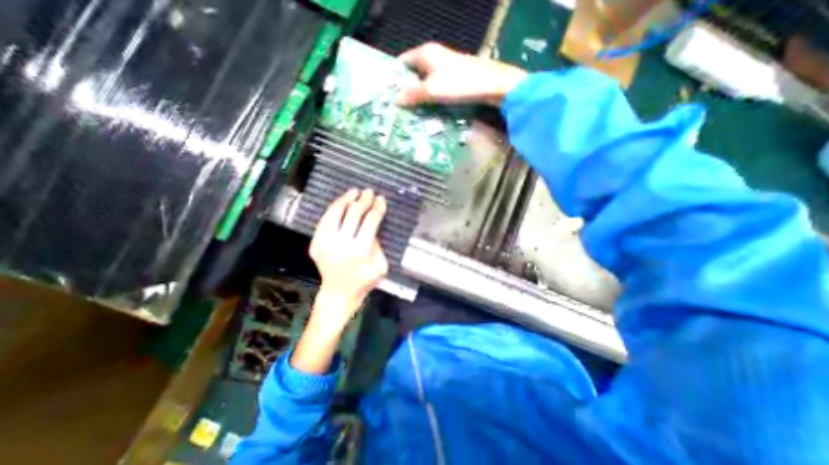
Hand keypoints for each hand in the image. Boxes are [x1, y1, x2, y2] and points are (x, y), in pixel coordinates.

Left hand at [290, 188, 388, 372]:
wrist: (338, 293)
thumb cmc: (364, 281)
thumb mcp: (381, 265)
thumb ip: (378, 244)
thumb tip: (372, 225)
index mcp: (361, 251)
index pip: (370, 221)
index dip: (377, 208)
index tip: (381, 199)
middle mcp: (341, 244)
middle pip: (354, 214)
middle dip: (364, 200)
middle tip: (369, 192)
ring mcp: (325, 243)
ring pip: (336, 213)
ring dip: (346, 199)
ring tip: (354, 191)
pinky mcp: (315, 243)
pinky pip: (325, 220)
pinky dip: (333, 208)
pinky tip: (341, 202)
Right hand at [399, 43, 527, 104]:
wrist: (492, 85)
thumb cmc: (460, 84)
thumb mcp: (432, 90)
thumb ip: (413, 93)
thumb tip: (395, 99)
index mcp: (426, 53)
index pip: (403, 61)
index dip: (395, 76)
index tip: (388, 93)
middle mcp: (435, 57)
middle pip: (414, 73)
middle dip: (406, 89)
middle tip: (398, 107)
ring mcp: (446, 68)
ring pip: (426, 82)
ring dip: (418, 96)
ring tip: (410, 112)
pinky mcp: (454, 79)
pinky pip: (436, 88)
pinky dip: (430, 98)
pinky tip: (427, 110)